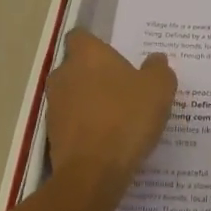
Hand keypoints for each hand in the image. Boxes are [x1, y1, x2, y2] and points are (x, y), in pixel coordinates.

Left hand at [45, 31, 176, 193]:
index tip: (114, 53)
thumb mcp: (159, 88)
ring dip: (89, 101)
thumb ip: (158, 68)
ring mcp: (54, 106)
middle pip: (76, 66)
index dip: (96, 43)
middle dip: (94, 73)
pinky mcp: (52, 136)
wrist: (93, 173)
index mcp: (87, 55)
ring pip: (72, 95)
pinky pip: (71, 122)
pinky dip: (85, 126)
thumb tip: (155, 59)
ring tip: (117, 114)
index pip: (81, 36)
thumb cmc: (127, 118)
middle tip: (122, 85)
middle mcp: (64, 75)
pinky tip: (108, 138)